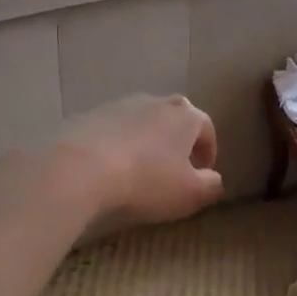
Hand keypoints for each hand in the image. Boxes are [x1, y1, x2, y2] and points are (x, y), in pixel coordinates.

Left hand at [53, 94, 224, 224]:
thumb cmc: (146, 180)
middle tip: (174, 167)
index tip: (203, 172)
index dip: (208, 151)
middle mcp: (155, 102)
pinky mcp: (90, 115)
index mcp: (185, 116)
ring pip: (143, 121)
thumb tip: (214, 180)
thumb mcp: (190, 193)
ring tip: (140, 168)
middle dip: (178, 140)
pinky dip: (118, 143)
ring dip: (147, 140)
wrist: (82, 168)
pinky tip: (110, 167)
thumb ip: (211, 186)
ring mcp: (120, 105)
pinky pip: (113, 129)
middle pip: (175, 118)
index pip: (206, 128)